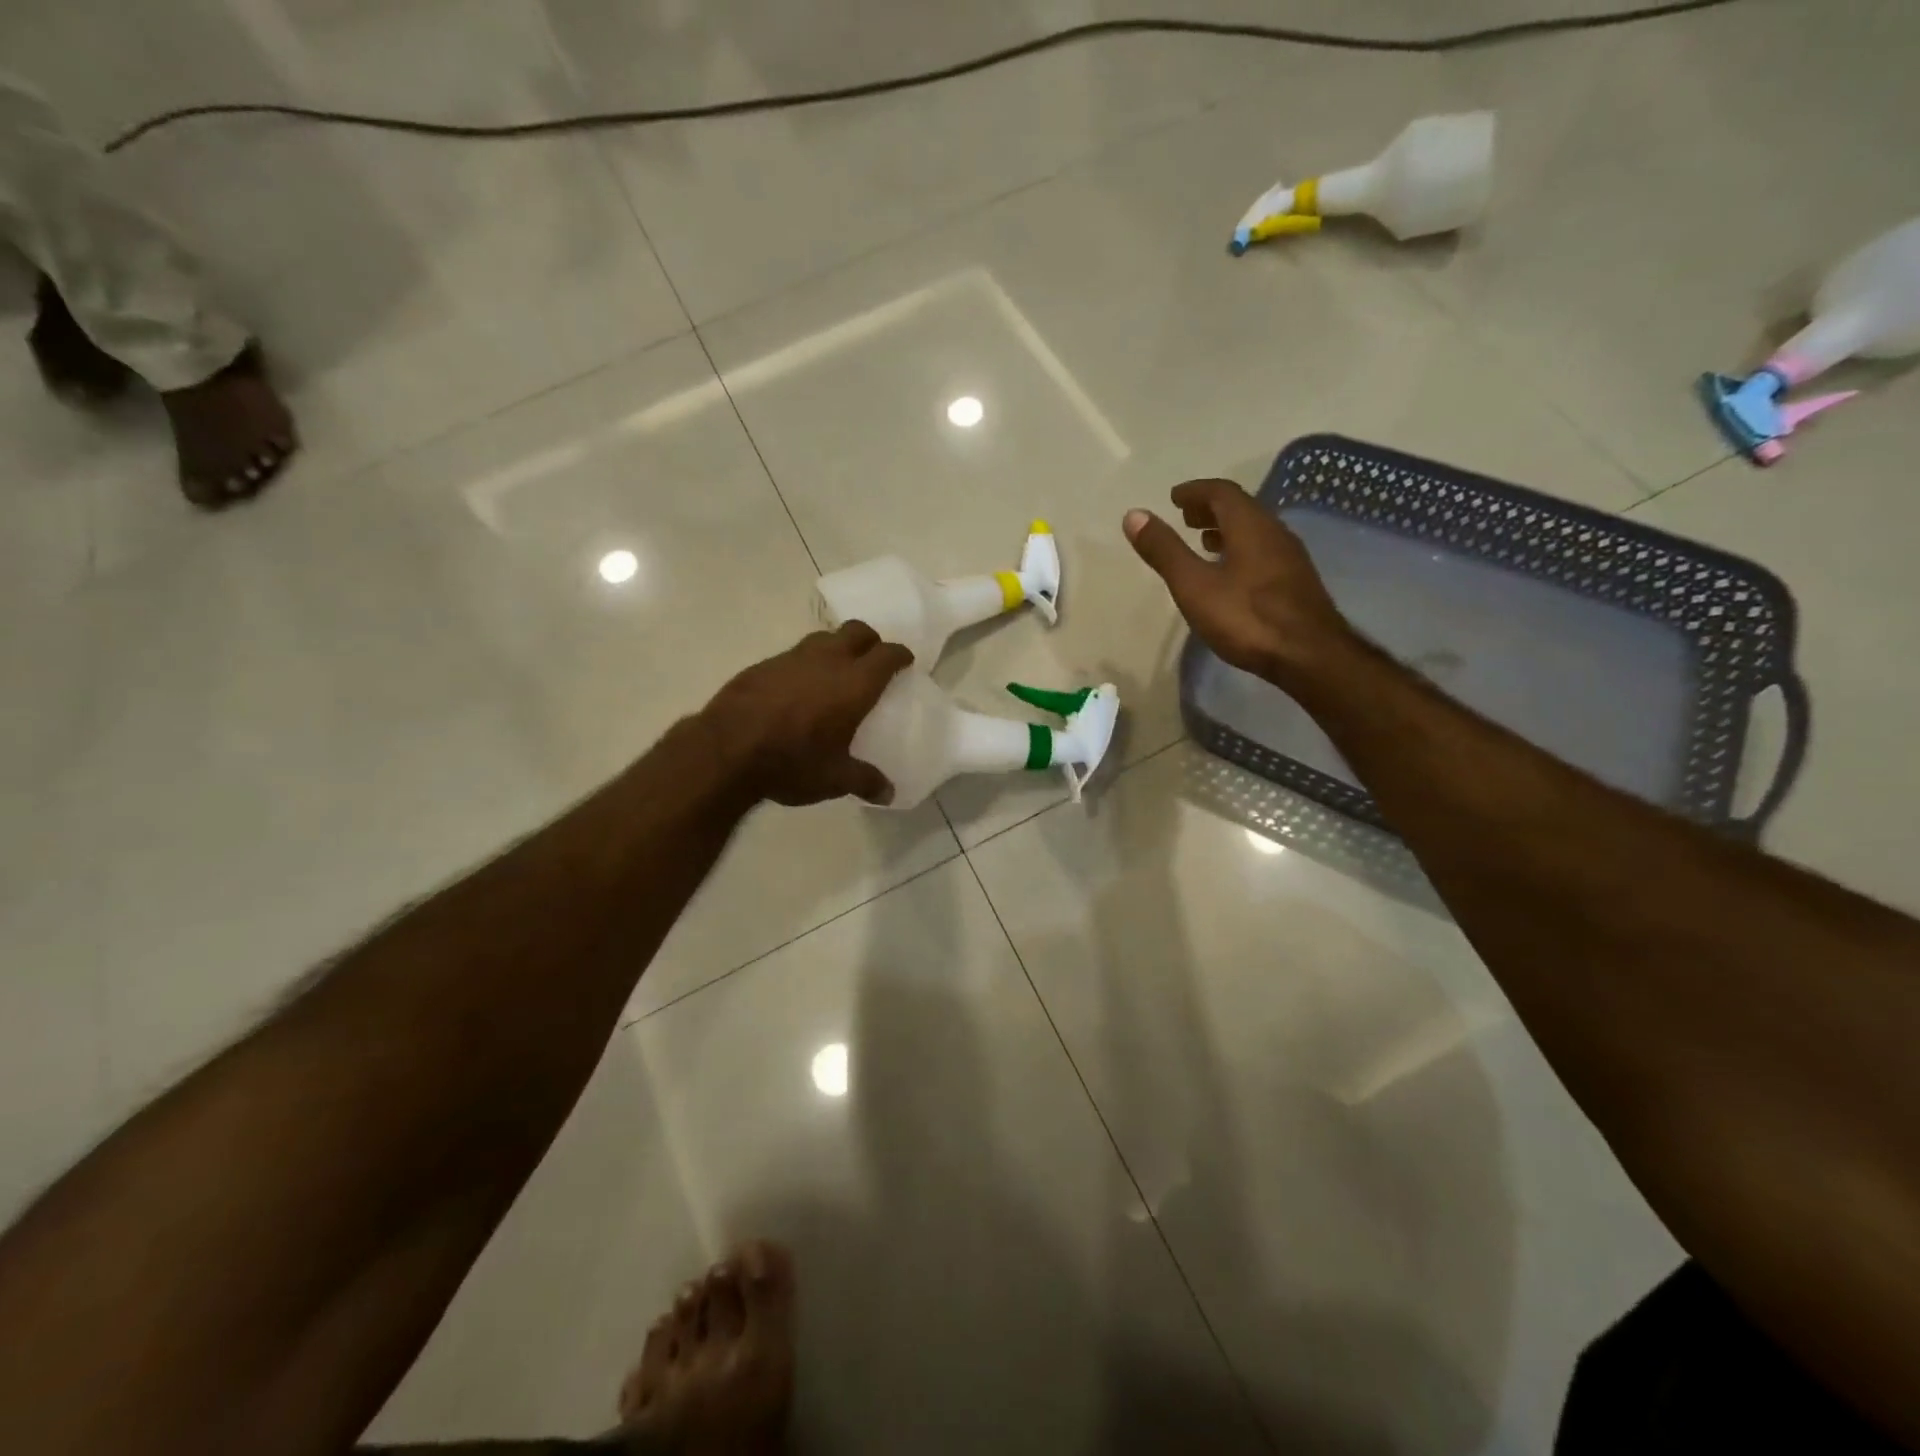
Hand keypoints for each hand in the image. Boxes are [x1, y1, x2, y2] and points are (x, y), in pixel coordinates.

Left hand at [702, 622, 912, 806]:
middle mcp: (827, 661)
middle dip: (870, 641)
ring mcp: (792, 658)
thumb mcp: (834, 779)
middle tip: (873, 659)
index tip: (905, 661)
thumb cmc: (792, 762)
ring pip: (823, 638)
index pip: (887, 655)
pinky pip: (793, 655)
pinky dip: (805, 664)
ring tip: (836, 671)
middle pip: (857, 632)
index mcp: (855, 684)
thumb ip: (865, 781)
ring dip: (836, 647)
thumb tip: (889, 793)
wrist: (726, 750)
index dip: (900, 655)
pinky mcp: (763, 665)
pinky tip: (798, 688)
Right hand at [1125, 478, 1351, 687]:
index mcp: (1249, 526)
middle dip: (1211, 508)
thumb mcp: (1194, 585)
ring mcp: (1290, 558)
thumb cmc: (1246, 618)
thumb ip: (1165, 551)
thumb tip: (1134, 515)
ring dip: (1227, 530)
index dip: (1195, 491)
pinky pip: (1263, 551)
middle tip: (1185, 518)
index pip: (1222, 493)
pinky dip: (1241, 550)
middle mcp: (1274, 532)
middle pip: (1241, 508)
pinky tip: (1231, 574)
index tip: (1174, 497)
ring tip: (1203, 541)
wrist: (1309, 656)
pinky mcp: (1296, 582)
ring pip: (1254, 531)